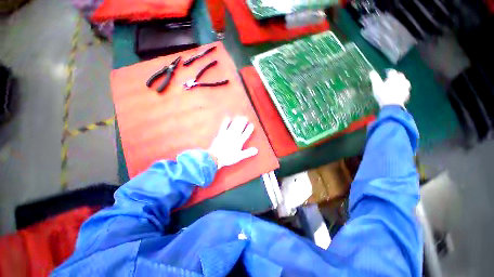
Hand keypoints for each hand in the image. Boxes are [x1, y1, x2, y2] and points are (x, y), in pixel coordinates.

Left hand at [208, 117, 258, 169]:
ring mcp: (227, 134)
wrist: (216, 157)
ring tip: (239, 117)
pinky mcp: (220, 134)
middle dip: (243, 122)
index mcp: (239, 141)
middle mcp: (234, 136)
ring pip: (233, 126)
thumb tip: (256, 150)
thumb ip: (248, 152)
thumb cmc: (228, 158)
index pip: (246, 134)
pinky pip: (224, 127)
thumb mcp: (240, 156)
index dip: (249, 129)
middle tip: (245, 117)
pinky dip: (226, 122)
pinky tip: (227, 119)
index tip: (251, 125)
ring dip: (236, 121)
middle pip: (240, 128)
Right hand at [369, 70, 410, 107]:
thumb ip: (374, 79)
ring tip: (397, 84)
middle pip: (400, 75)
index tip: (385, 73)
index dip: (388, 72)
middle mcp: (402, 80)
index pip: (392, 71)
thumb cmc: (383, 95)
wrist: (392, 105)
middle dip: (396, 76)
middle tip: (391, 79)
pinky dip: (402, 89)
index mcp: (394, 77)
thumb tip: (371, 72)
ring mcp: (405, 87)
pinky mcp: (406, 94)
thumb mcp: (376, 86)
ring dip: (401, 82)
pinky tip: (399, 92)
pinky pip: (405, 90)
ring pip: (405, 82)